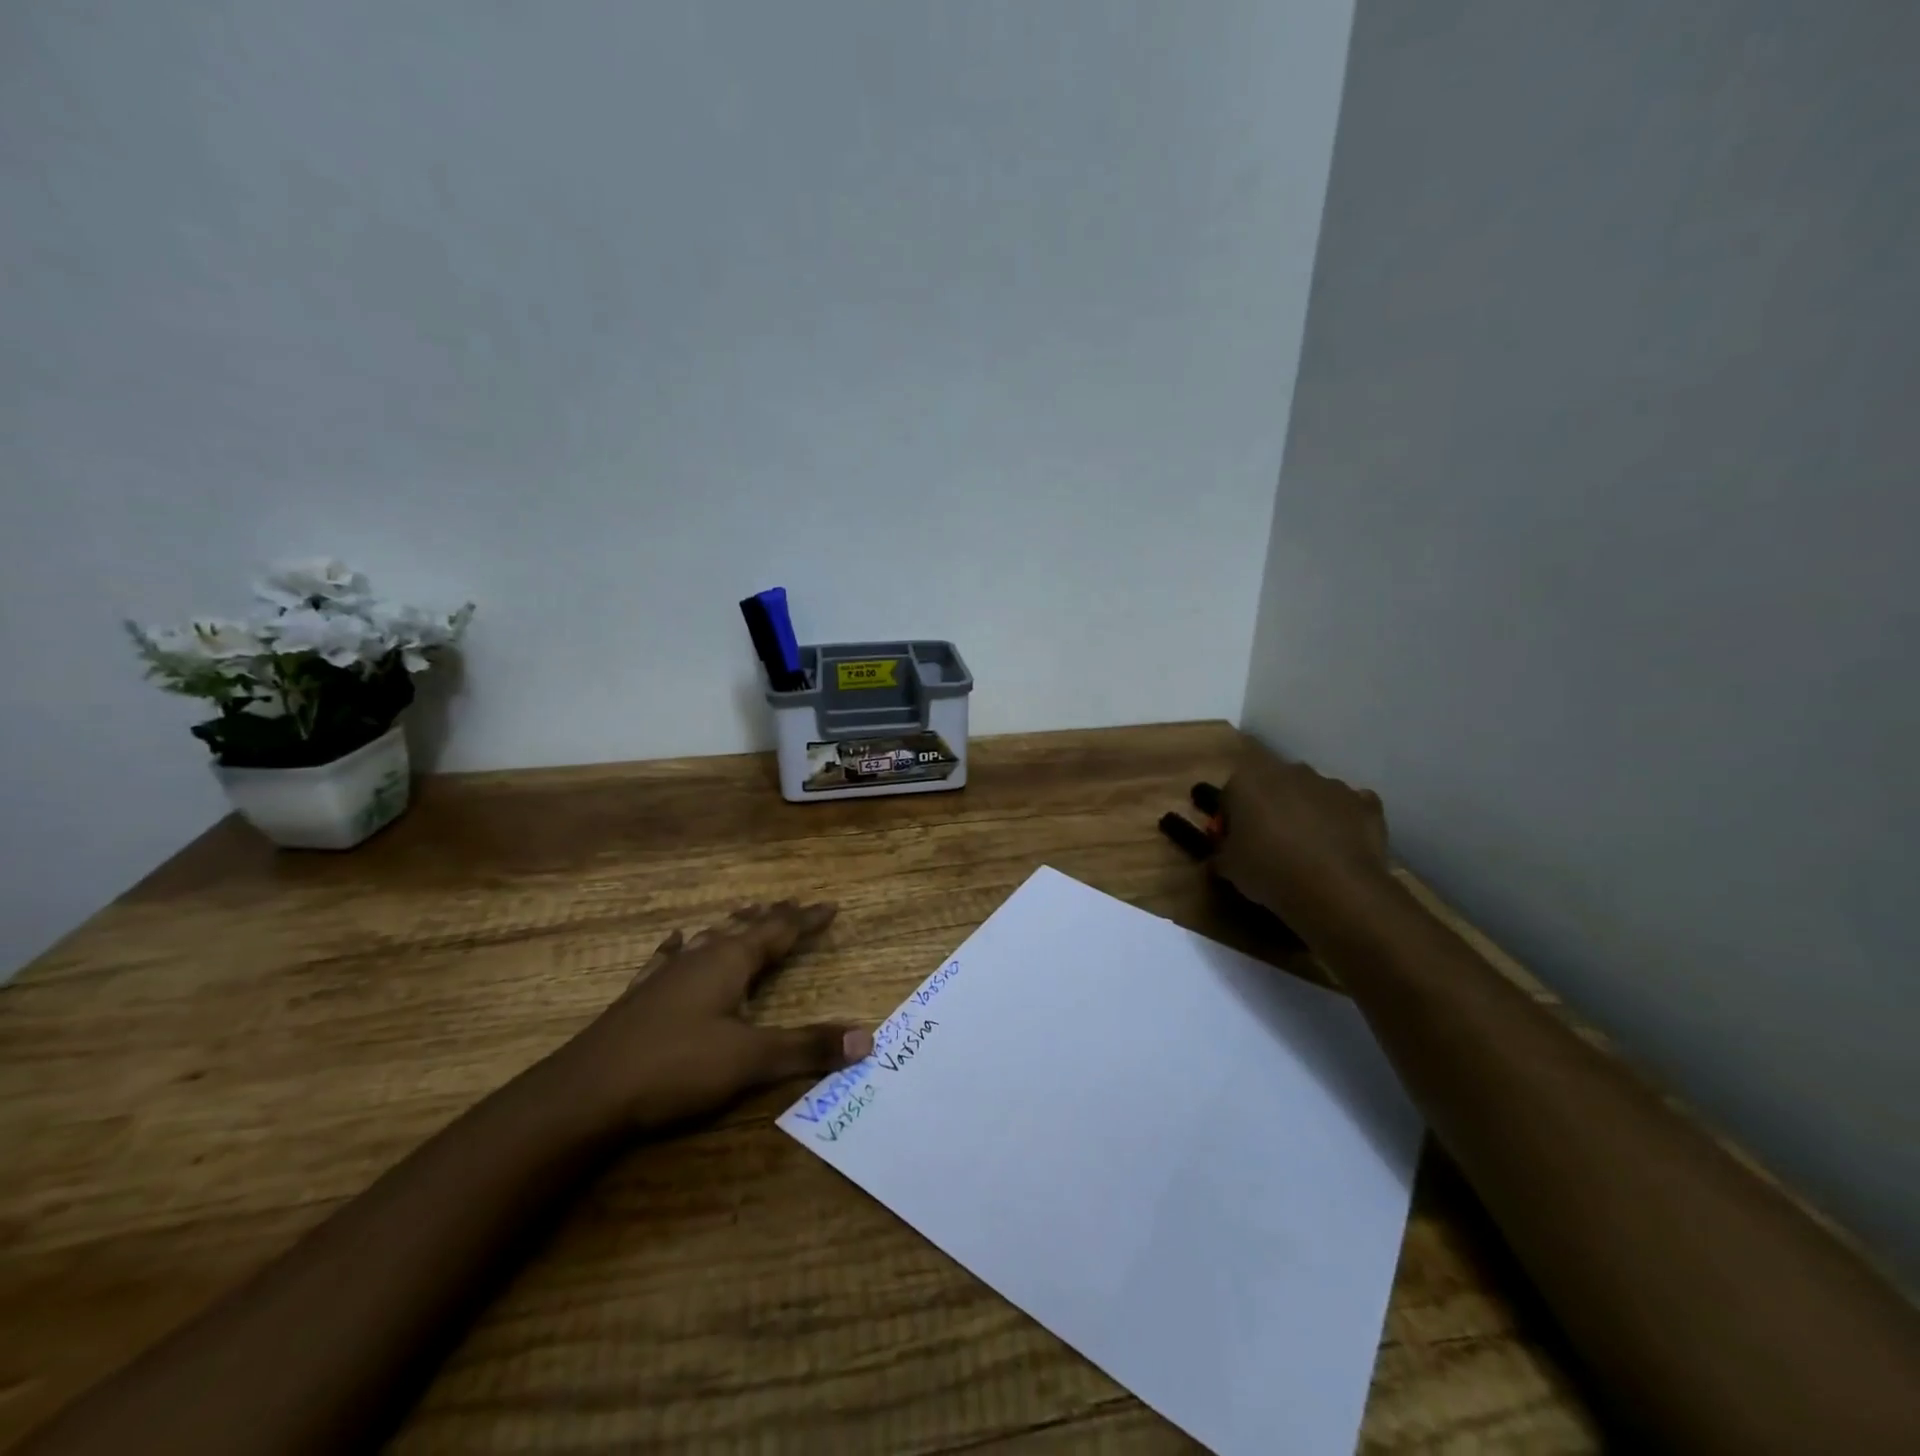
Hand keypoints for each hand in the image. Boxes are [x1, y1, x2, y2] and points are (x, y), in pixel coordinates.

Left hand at [561, 901, 872, 1132]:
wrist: (585, 1093)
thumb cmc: (675, 1068)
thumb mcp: (750, 1060)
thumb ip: (807, 1048)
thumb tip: (867, 1038)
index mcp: (730, 963)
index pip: (779, 932)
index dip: (806, 920)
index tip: (830, 905)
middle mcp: (700, 958)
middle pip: (744, 928)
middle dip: (773, 917)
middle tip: (794, 903)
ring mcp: (666, 975)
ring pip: (709, 939)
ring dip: (733, 926)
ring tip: (748, 912)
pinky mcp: (640, 997)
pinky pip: (667, 959)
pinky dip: (679, 947)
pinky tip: (677, 940)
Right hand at [1213, 747, 1394, 942]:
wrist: (1335, 888)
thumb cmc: (1268, 870)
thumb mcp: (1228, 868)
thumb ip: (1220, 854)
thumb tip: (1219, 858)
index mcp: (1247, 780)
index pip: (1230, 794)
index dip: (1231, 819)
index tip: (1236, 843)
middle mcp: (1289, 771)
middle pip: (1273, 787)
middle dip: (1270, 808)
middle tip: (1269, 844)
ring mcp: (1331, 784)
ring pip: (1312, 794)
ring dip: (1307, 812)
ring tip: (1308, 850)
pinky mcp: (1365, 803)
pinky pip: (1349, 808)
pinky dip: (1344, 821)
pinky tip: (1340, 847)